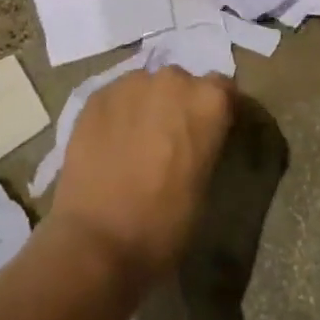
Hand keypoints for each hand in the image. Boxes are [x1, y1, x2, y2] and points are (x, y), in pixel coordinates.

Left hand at [50, 67, 234, 285]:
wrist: (98, 240)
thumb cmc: (165, 222)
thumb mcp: (205, 183)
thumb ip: (205, 144)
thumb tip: (194, 141)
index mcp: (208, 101)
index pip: (223, 90)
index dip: (217, 111)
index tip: (211, 132)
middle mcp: (172, 80)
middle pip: (181, 84)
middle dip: (178, 105)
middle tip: (170, 140)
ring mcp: (129, 84)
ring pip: (145, 87)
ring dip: (146, 106)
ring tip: (135, 142)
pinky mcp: (95, 96)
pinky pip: (115, 98)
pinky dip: (117, 114)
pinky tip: (110, 144)